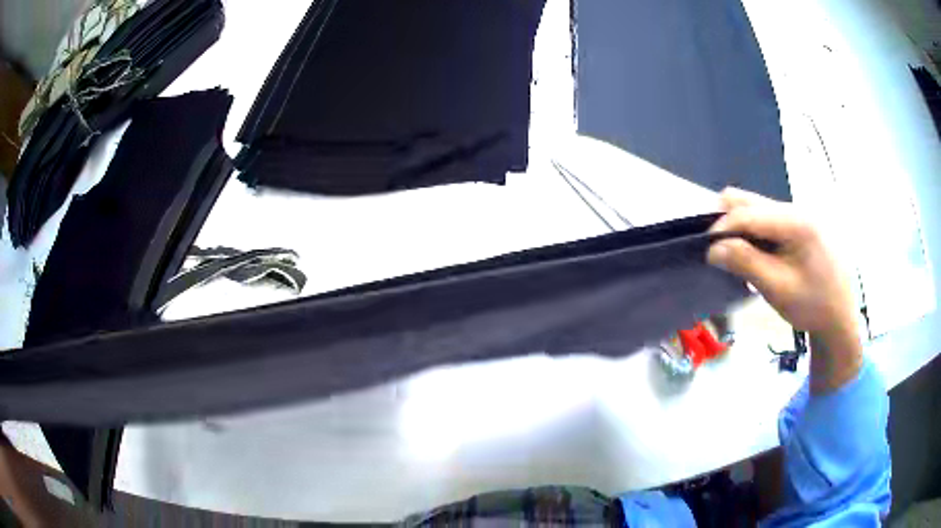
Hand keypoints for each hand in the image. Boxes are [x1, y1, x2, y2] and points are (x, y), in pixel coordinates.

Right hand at [707, 188, 861, 392]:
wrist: (839, 316)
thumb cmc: (813, 306)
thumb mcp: (778, 289)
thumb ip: (746, 264)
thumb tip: (712, 248)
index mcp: (796, 221)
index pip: (748, 213)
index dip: (721, 227)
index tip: (704, 250)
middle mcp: (795, 209)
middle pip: (749, 201)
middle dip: (728, 223)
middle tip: (721, 253)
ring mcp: (796, 215)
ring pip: (755, 209)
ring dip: (740, 229)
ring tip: (737, 258)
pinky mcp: (796, 225)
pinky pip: (765, 220)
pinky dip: (752, 234)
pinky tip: (755, 256)